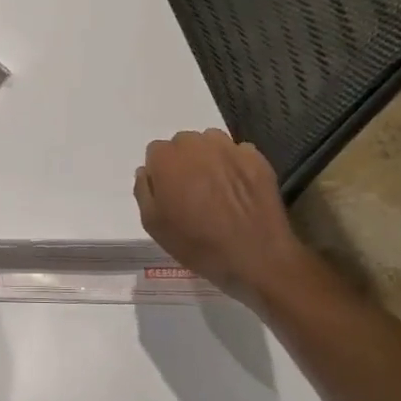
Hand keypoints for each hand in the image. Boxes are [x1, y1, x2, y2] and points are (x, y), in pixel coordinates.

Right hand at [134, 129, 301, 301]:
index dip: (161, 174)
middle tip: (192, 192)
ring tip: (216, 188)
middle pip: (183, 144)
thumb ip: (143, 191)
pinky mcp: (257, 159)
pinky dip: (236, 166)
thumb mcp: (153, 225)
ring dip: (209, 159)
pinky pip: (238, 153)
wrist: (255, 257)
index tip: (169, 194)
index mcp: (166, 158)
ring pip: (211, 143)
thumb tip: (146, 172)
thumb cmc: (197, 244)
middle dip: (184, 162)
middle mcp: (196, 144)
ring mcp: (229, 149)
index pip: (155, 152)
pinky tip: (239, 189)